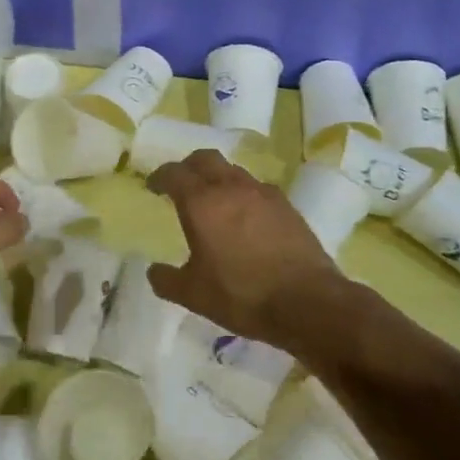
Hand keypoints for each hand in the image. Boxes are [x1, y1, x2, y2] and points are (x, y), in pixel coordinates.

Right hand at [145, 149, 344, 346]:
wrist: (306, 301)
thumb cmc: (241, 295)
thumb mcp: (193, 295)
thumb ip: (167, 280)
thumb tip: (154, 271)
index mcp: (202, 202)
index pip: (175, 173)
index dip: (160, 176)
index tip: (154, 186)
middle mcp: (231, 187)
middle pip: (205, 159)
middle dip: (189, 167)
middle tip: (181, 184)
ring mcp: (263, 193)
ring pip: (233, 171)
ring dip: (218, 178)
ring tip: (214, 201)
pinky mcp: (287, 205)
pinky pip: (257, 188)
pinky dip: (244, 194)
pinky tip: (246, 217)